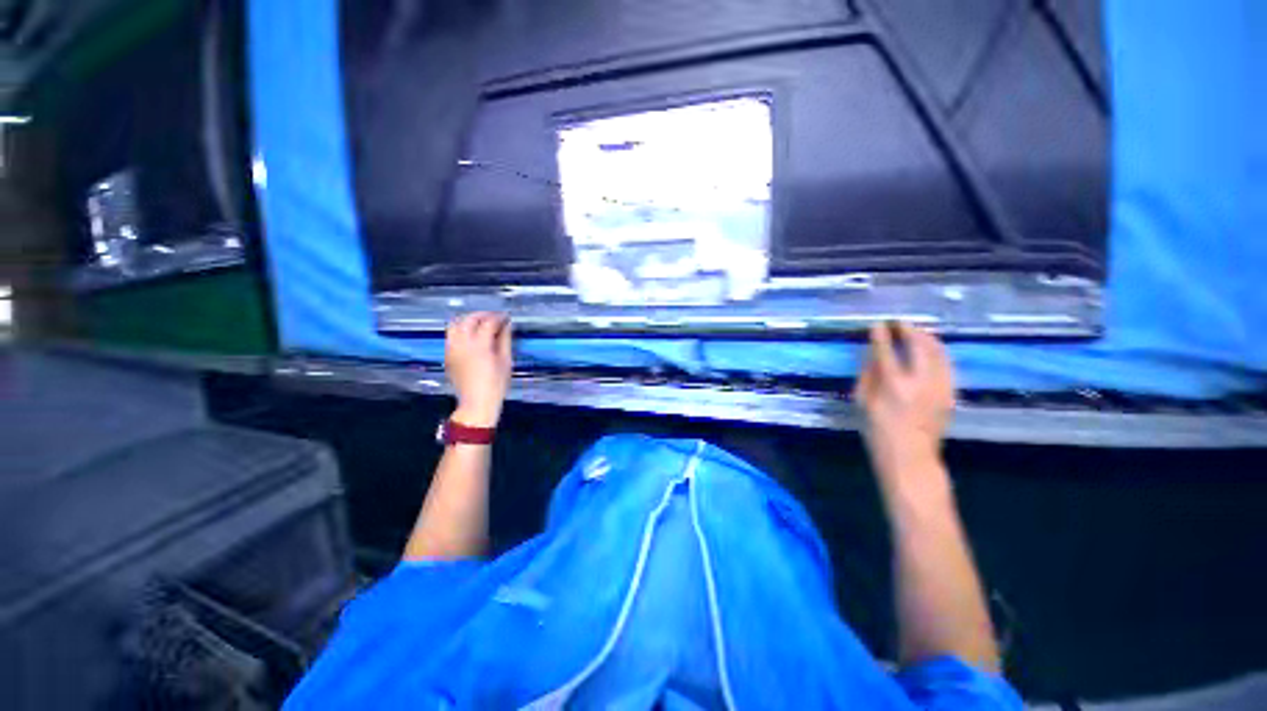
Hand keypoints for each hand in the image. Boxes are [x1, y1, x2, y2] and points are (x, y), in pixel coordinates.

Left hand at [445, 312, 513, 427]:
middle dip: (482, 315)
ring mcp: (452, 349)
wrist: (477, 402)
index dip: (499, 317)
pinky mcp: (447, 355)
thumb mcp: (506, 361)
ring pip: (455, 324)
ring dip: (469, 320)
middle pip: (469, 319)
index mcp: (480, 345)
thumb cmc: (496, 384)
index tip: (507, 317)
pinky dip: (461, 330)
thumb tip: (507, 325)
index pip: (488, 322)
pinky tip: (471, 336)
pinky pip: (451, 335)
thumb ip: (505, 340)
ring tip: (481, 324)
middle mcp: (462, 344)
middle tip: (495, 318)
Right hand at [853, 322, 954, 484]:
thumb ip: (868, 374)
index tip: (877, 323)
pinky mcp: (951, 393)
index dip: (881, 334)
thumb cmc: (878, 430)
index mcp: (893, 386)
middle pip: (919, 345)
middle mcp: (921, 382)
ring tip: (916, 331)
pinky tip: (929, 351)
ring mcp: (940, 387)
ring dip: (927, 337)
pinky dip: (937, 352)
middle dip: (909, 330)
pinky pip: (947, 364)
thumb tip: (872, 354)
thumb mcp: (862, 402)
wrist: (911, 457)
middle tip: (899, 323)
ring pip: (939, 352)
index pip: (886, 351)